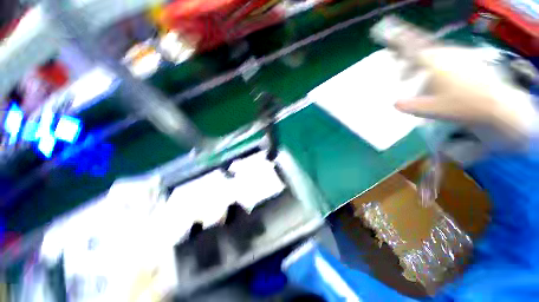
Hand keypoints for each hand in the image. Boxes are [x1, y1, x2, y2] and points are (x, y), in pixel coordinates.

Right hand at [394, 46, 536, 140]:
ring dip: (432, 64)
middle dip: (418, 64)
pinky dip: (447, 65)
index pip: (415, 54)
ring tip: (431, 80)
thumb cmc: (462, 106)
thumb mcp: (431, 110)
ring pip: (441, 54)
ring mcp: (464, 55)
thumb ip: (410, 106)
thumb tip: (395, 104)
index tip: (402, 74)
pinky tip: (449, 79)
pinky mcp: (475, 59)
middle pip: (427, 53)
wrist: (498, 105)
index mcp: (436, 63)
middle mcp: (449, 54)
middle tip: (413, 77)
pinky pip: (455, 57)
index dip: (406, 62)